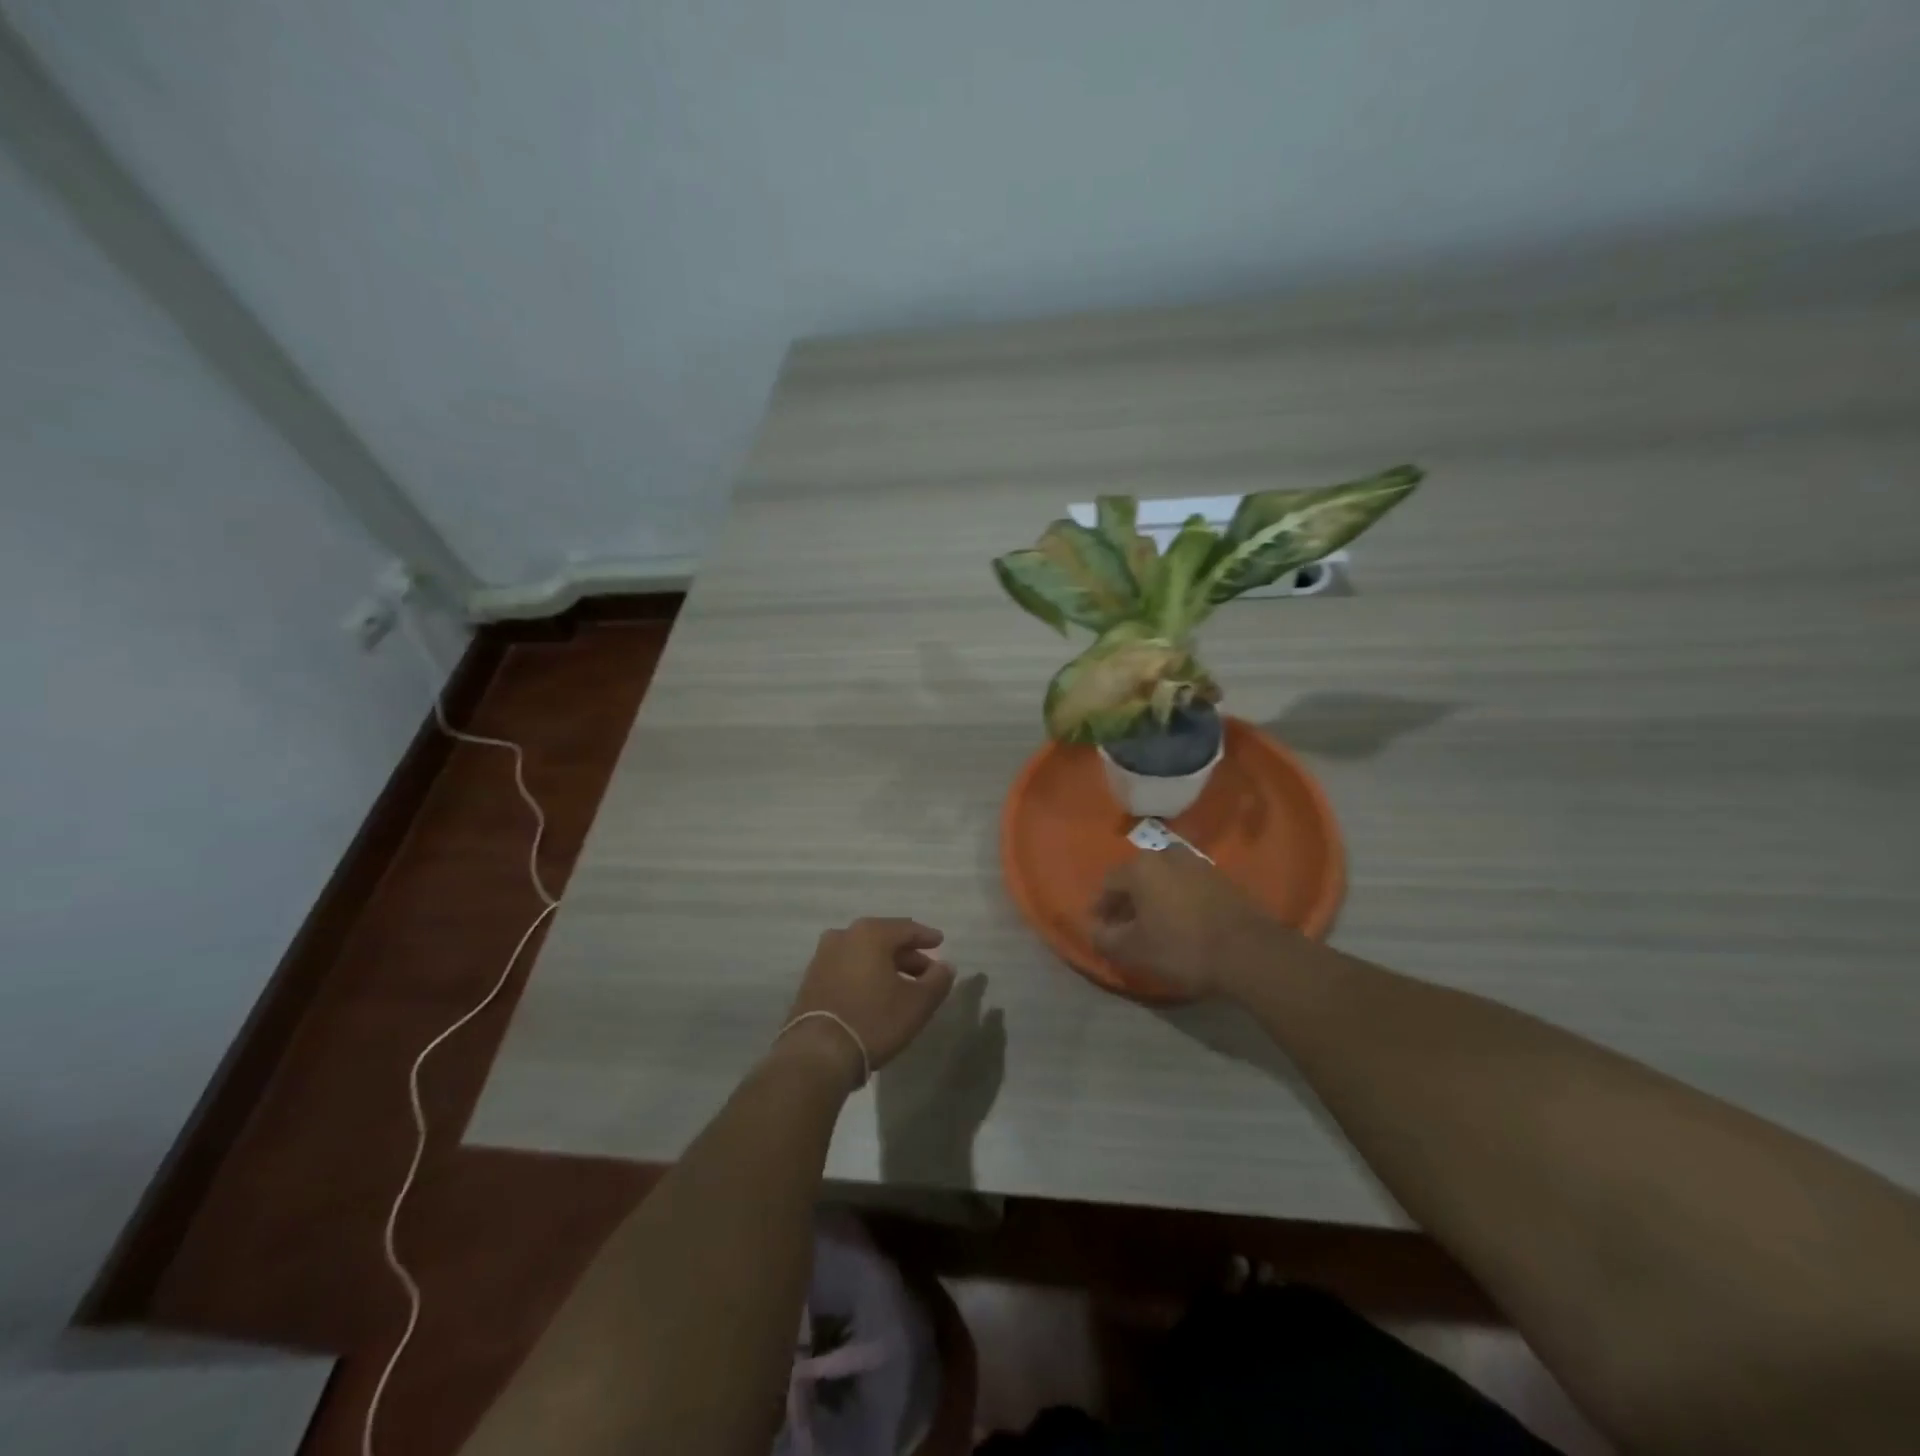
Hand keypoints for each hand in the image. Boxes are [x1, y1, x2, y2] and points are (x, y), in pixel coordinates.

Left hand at [782, 918, 956, 1084]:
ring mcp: (823, 957)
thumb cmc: (873, 1020)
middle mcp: (843, 936)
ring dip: (884, 965)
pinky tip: (875, 993)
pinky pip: (847, 968)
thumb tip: (945, 966)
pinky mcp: (811, 980)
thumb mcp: (917, 1003)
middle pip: (883, 939)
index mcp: (870, 933)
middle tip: (925, 970)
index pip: (906, 929)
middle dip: (906, 954)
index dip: (926, 936)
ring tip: (902, 984)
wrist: (818, 1053)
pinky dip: (864, 975)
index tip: (940, 942)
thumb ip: (937, 980)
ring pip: (863, 954)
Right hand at [1090, 848, 1283, 998]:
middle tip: (1125, 928)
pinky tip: (1182, 923)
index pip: (1108, 884)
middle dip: (1127, 901)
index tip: (1100, 929)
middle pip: (1137, 877)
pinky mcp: (1222, 878)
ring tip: (1155, 925)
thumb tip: (1093, 930)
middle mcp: (1167, 855)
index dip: (1100, 908)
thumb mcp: (1133, 951)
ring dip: (1154, 898)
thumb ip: (1105, 939)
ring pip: (1164, 879)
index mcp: (1140, 867)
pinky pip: (1188, 886)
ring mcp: (1198, 864)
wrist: (1249, 952)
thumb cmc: (1182, 948)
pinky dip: (1178, 900)